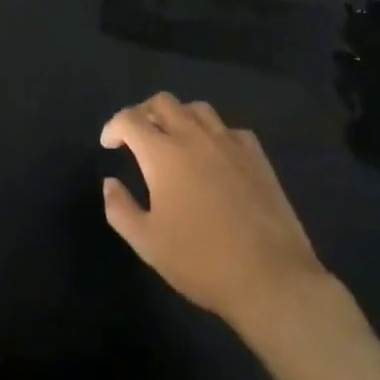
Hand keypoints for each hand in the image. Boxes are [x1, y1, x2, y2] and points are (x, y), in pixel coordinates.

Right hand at [101, 92, 330, 331]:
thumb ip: (121, 209)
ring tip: (175, 139)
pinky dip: (214, 134)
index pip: (130, 119)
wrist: (270, 277)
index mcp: (163, 153)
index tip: (109, 143)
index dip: (114, 126)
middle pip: (163, 102)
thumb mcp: (148, 244)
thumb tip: (110, 182)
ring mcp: (228, 142)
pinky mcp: (256, 154)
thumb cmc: (201, 262)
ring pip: (197, 109)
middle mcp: (193, 136)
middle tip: (138, 135)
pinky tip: (215, 155)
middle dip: (144, 112)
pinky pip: (229, 129)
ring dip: (179, 117)